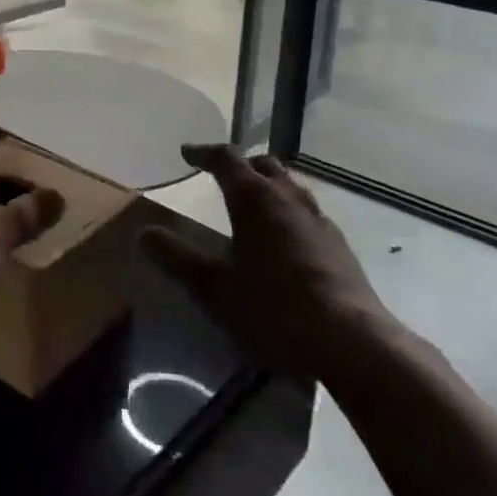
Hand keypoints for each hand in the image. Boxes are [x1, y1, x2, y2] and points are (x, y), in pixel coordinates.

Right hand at [142, 144, 397, 383]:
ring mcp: (319, 220)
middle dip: (241, 166)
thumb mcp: (215, 289)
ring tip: (254, 205)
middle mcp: (288, 198)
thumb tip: (143, 234)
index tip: (187, 153)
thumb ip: (178, 259)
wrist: (353, 342)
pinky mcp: (339, 246)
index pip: (226, 159)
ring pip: (290, 187)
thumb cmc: (275, 309)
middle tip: (223, 177)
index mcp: (255, 199)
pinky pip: (307, 213)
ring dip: (269, 187)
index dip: (204, 153)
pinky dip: (289, 212)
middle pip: (263, 165)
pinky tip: (286, 240)